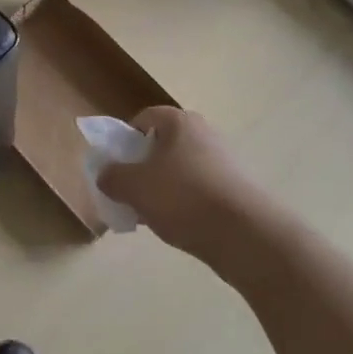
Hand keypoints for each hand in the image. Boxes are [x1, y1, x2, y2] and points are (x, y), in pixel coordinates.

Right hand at [96, 106, 263, 264]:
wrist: (246, 234)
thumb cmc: (183, 198)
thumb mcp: (134, 187)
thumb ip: (112, 177)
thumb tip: (106, 175)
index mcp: (179, 121)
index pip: (143, 119)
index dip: (125, 141)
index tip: (117, 167)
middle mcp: (204, 133)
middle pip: (162, 145)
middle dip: (143, 168)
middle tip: (131, 194)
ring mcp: (224, 161)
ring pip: (180, 170)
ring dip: (163, 189)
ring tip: (152, 216)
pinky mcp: (236, 188)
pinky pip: (199, 190)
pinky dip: (185, 204)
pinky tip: (179, 226)